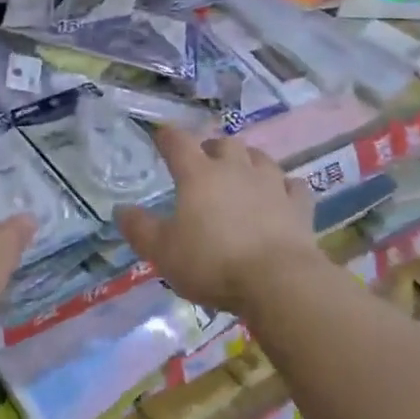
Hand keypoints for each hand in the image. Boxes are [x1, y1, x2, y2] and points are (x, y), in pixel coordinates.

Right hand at [114, 127, 319, 314]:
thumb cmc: (213, 262)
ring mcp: (271, 185)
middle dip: (212, 148)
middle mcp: (235, 169)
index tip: (161, 136)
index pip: (178, 142)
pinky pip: (293, 186)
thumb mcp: (163, 251)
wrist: (279, 282)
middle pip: (224, 144)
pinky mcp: (299, 206)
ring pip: (260, 158)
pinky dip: (284, 187)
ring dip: (248, 160)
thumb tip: (120, 210)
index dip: (167, 136)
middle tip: (204, 162)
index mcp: (198, 175)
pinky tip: (280, 195)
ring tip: (241, 172)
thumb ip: (140, 229)